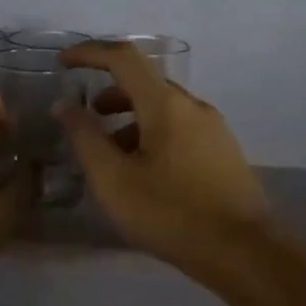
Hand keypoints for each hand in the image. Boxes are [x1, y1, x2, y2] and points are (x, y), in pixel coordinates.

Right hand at [59, 42, 269, 272]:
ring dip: (129, 118)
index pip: (124, 58)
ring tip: (109, 153)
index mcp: (166, 105)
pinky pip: (179, 128)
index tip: (63, 63)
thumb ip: (86, 138)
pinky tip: (142, 171)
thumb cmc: (170, 213)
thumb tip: (65, 105)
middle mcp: (193, 106)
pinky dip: (151, 134)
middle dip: (109, 92)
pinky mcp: (222, 152)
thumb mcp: (114, 180)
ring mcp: (213, 129)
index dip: (90, 53)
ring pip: (163, 108)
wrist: (242, 251)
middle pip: (145, 82)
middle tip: (84, 118)